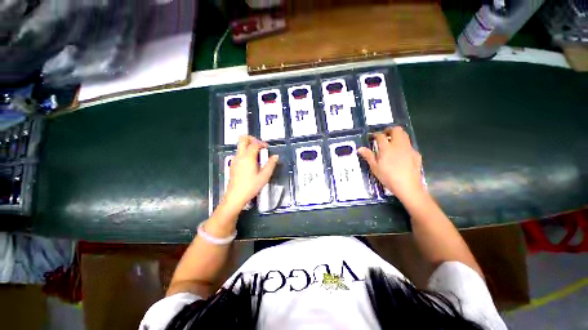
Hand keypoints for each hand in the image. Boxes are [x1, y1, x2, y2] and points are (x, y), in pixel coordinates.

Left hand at [222, 135, 278, 212]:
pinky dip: (246, 153)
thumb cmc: (251, 186)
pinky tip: (252, 163)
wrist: (235, 196)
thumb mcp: (264, 176)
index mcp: (248, 157)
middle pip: (243, 139)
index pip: (254, 143)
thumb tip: (275, 156)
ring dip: (249, 146)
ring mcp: (235, 160)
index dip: (262, 143)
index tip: (267, 148)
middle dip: (252, 138)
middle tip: (260, 146)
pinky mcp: (233, 165)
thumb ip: (270, 164)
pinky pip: (239, 153)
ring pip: (240, 146)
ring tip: (258, 156)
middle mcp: (240, 156)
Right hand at [358, 127, 423, 201]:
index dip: (375, 134)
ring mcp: (409, 148)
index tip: (372, 137)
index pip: (380, 136)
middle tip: (383, 136)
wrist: (408, 186)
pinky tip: (400, 154)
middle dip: (389, 130)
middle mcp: (399, 145)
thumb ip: (368, 156)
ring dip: (397, 135)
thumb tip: (360, 148)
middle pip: (396, 130)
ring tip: (391, 143)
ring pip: (404, 135)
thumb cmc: (388, 177)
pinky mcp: (416, 154)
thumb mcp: (375, 167)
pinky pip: (409, 145)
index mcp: (387, 148)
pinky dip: (403, 145)